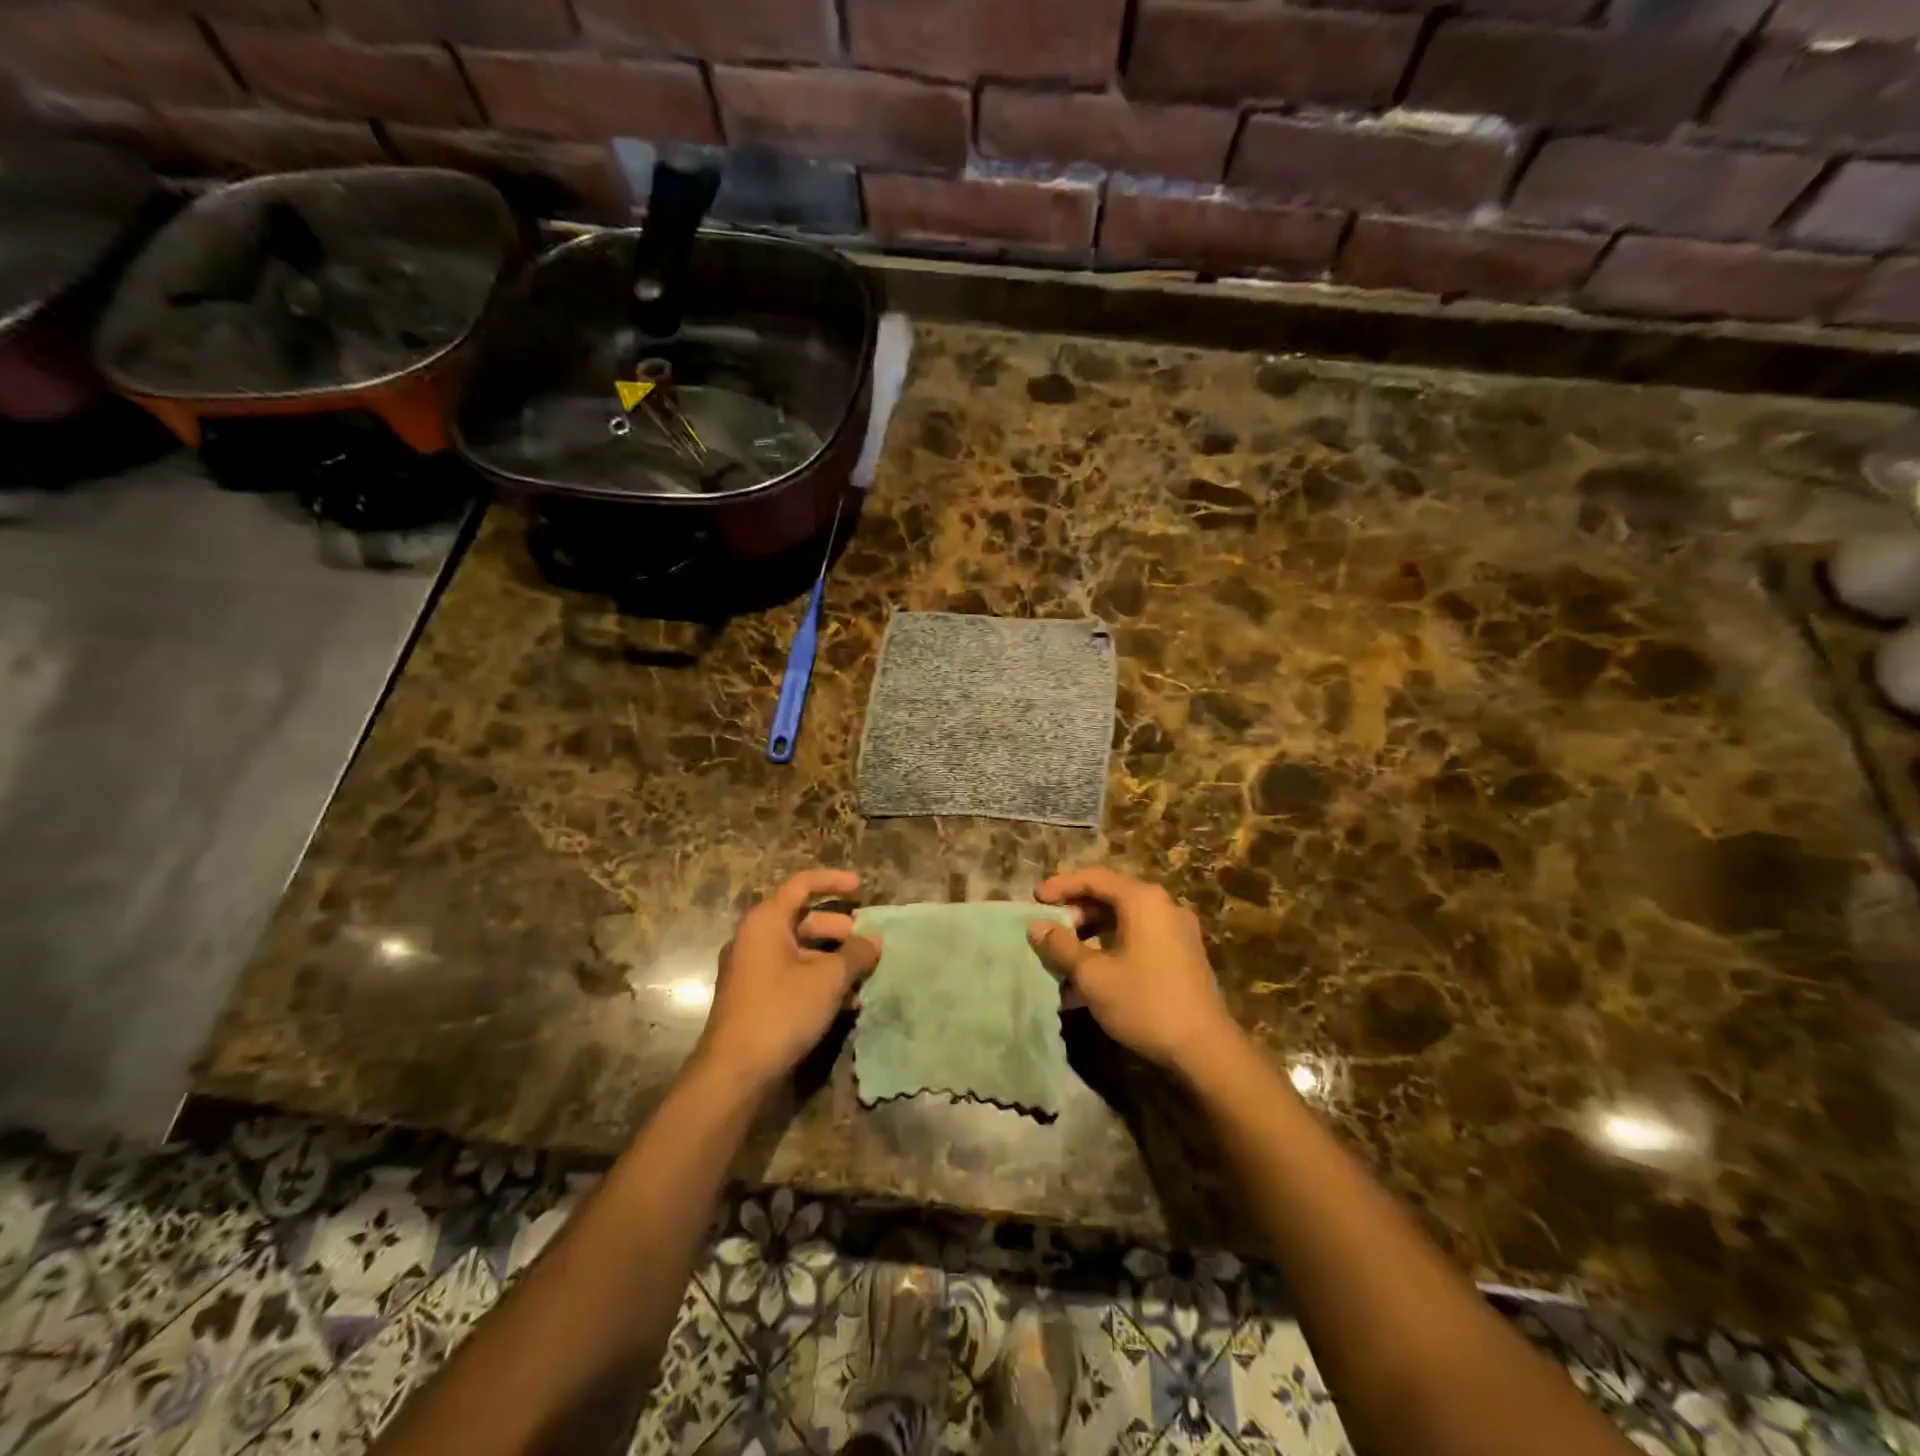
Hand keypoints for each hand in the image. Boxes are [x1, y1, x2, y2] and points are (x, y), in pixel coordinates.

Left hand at [696, 870, 880, 1091]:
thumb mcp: (828, 979)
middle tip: (867, 944)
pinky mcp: (756, 998)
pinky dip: (819, 981)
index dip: (834, 882)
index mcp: (766, 922)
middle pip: (804, 920)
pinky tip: (846, 1004)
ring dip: (834, 961)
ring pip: (801, 951)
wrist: (734, 1073)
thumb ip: (855, 954)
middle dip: (840, 930)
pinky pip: (793, 976)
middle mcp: (755, 939)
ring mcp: (752, 970)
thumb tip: (875, 940)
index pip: (802, 885)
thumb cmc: (781, 1011)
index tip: (862, 888)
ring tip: (863, 979)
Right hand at [1028, 868, 1239, 1074]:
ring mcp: (1178, 930)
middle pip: (1111, 896)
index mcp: (1143, 900)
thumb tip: (1037, 926)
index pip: (1094, 878)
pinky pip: (1140, 937)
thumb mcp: (1093, 975)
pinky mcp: (1184, 954)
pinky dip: (1113, 946)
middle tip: (1051, 930)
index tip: (1035, 900)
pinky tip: (1094, 974)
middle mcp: (1164, 906)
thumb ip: (1062, 946)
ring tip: (1067, 955)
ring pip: (1126, 919)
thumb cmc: (1144, 1003)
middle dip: (1076, 911)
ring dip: (1093, 933)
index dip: (1061, 886)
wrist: (1205, 1049)